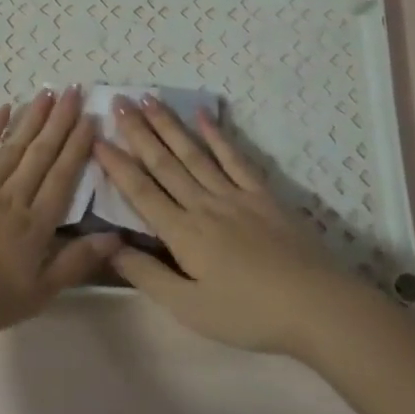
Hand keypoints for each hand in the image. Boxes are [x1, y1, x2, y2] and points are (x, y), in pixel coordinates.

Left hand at [0, 86, 118, 341]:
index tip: (91, 120)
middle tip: (76, 91)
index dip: (78, 147)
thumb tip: (116, 237)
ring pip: (15, 146)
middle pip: (42, 154)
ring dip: (33, 118)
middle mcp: (13, 197)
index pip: (63, 177)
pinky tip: (6, 109)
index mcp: (35, 225)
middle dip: (61, 121)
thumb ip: (75, 263)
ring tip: (50, 92)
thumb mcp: (37, 295)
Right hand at [95, 96, 347, 353]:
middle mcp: (203, 204)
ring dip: (169, 125)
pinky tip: (203, 115)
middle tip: (118, 102)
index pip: (141, 191)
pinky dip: (218, 135)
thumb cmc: (249, 314)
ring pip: (194, 153)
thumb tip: (109, 245)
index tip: (96, 137)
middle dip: (138, 132)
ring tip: (150, 99)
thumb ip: (147, 275)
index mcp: (182, 233)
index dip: (117, 164)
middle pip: (164, 163)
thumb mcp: (189, 307)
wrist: (318, 307)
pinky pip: (234, 159)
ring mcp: (235, 196)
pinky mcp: (262, 196)